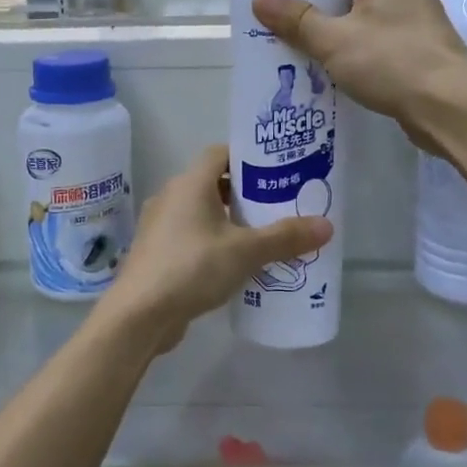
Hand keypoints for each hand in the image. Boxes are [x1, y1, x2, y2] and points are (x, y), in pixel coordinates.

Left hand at [101, 146, 331, 349]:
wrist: (139, 314)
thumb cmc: (192, 268)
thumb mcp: (246, 251)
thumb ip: (285, 237)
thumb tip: (327, 226)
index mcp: (190, 183)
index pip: (220, 153)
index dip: (248, 157)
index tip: (276, 170)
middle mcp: (171, 196)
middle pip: (213, 183)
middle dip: (245, 193)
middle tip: (278, 206)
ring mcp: (160, 226)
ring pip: (201, 212)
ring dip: (229, 221)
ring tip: (263, 237)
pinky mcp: (157, 253)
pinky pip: (191, 236)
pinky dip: (213, 242)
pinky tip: (235, 264)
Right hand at [251, 0, 466, 151]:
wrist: (450, 107)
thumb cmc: (392, 63)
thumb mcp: (334, 40)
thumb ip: (297, 19)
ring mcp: (414, 14)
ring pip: (366, 2)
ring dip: (335, 12)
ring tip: (300, 28)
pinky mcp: (417, 42)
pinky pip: (377, 27)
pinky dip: (352, 34)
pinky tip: (331, 56)